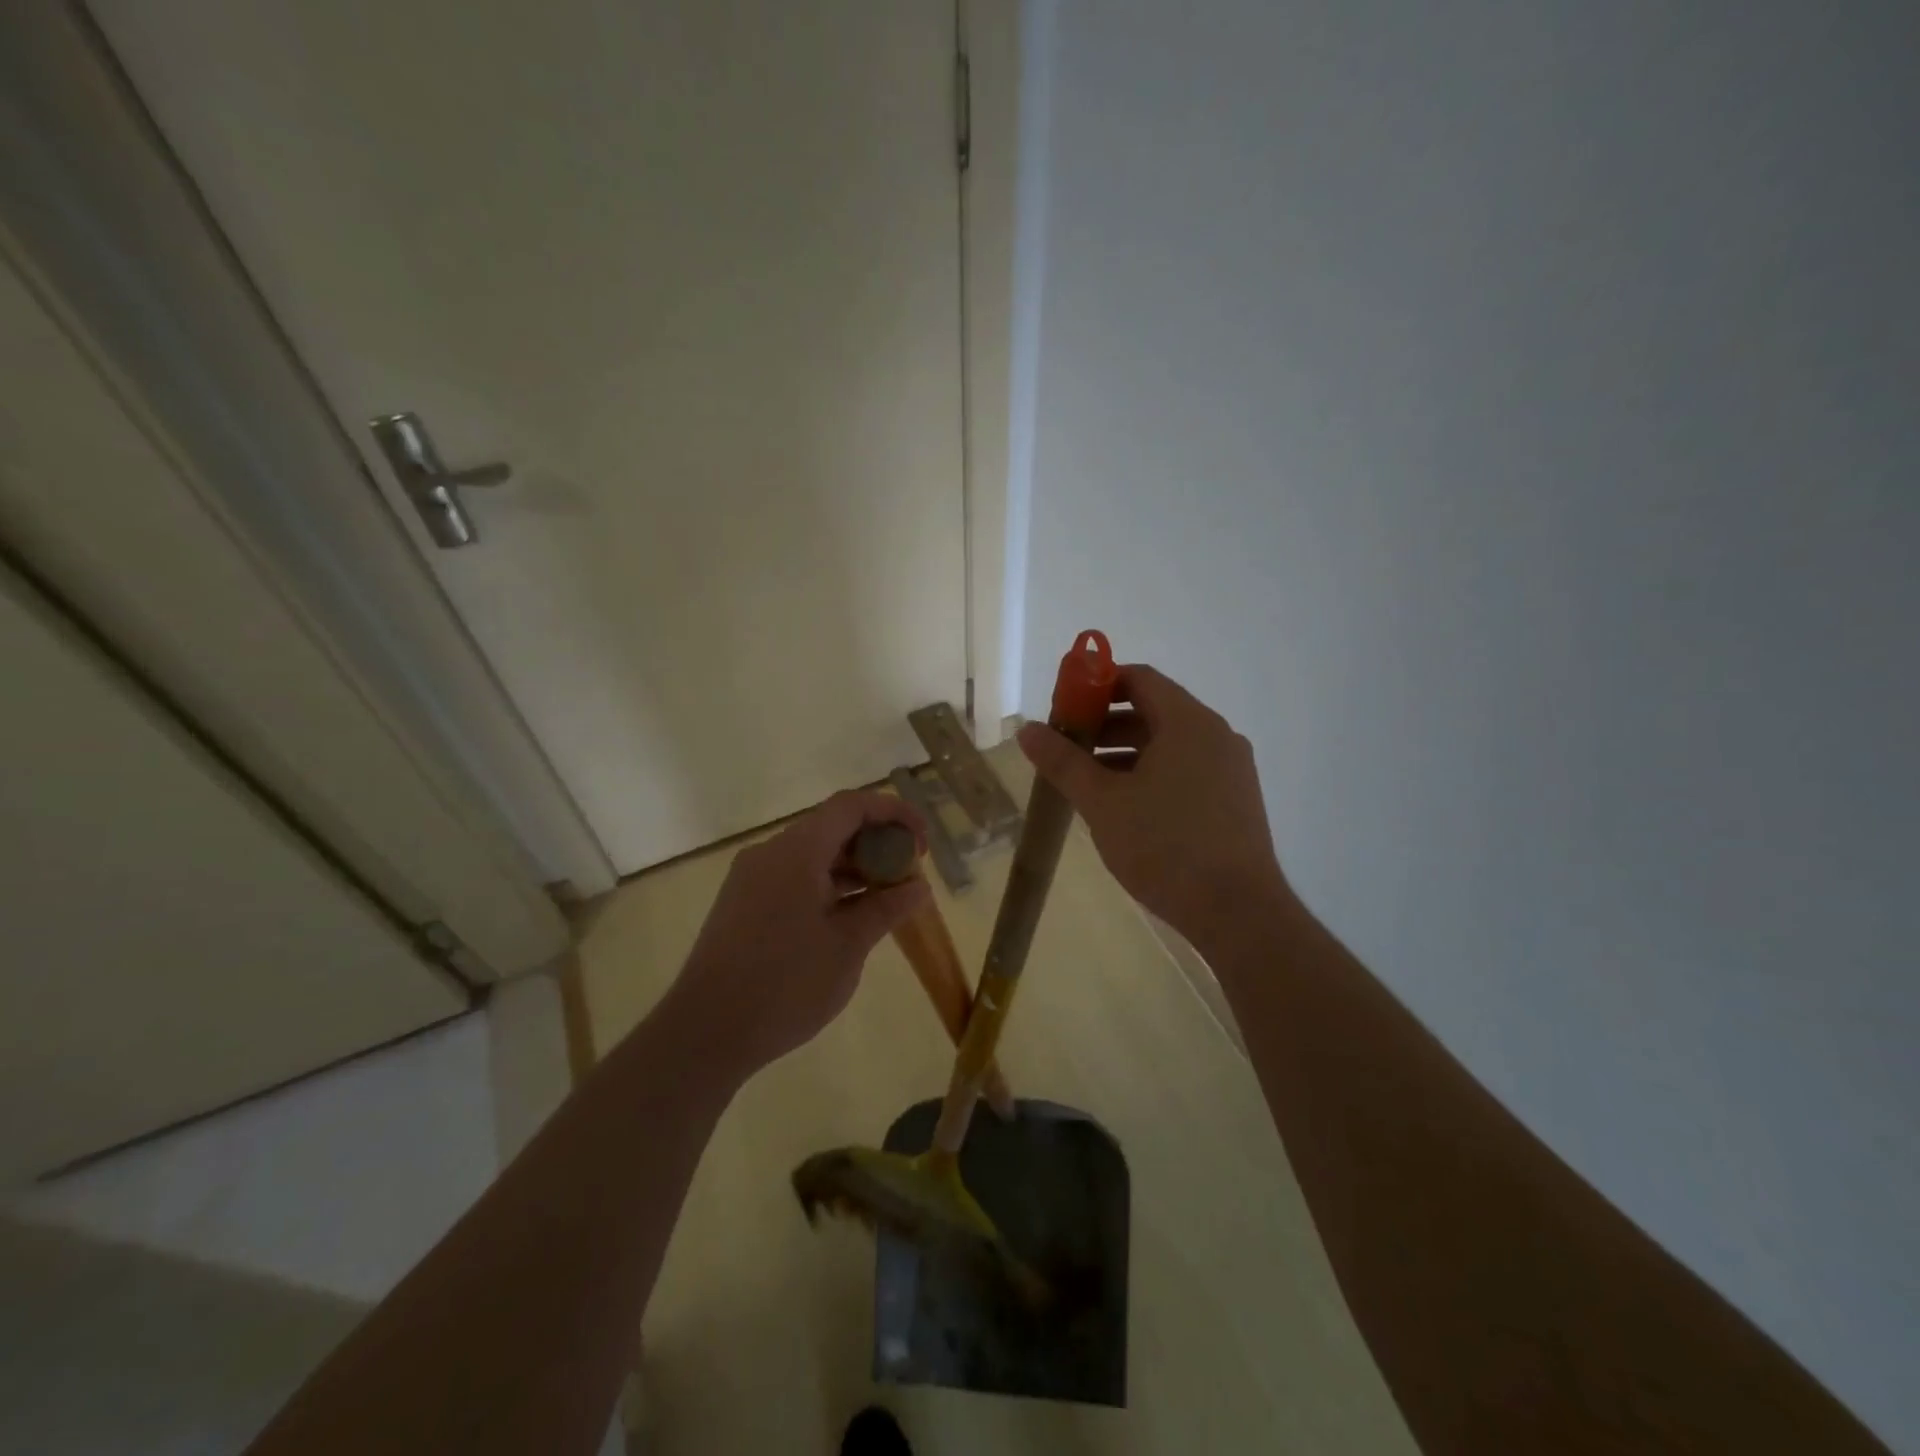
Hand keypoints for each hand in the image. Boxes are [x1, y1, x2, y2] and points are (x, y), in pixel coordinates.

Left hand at [665, 790, 931, 1079]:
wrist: (704, 1033)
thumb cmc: (785, 986)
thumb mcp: (847, 946)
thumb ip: (886, 908)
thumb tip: (919, 886)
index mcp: (796, 852)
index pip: (851, 806)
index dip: (893, 813)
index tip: (922, 842)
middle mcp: (770, 853)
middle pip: (832, 827)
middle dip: (876, 843)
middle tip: (908, 875)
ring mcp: (752, 878)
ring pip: (812, 854)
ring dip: (852, 867)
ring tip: (885, 899)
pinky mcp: (743, 904)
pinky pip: (794, 877)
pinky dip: (827, 885)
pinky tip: (848, 917)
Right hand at [1017, 664, 1290, 943]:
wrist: (1238, 912)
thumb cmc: (1165, 846)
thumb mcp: (1103, 802)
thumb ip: (1063, 762)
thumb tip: (1026, 729)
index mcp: (1188, 722)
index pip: (1139, 678)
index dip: (1096, 686)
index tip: (1064, 710)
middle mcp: (1215, 735)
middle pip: (1153, 709)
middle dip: (1105, 724)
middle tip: (1068, 750)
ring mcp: (1231, 768)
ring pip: (1169, 744)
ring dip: (1126, 752)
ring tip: (1088, 782)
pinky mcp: (1235, 799)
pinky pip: (1187, 769)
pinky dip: (1152, 773)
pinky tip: (1126, 807)